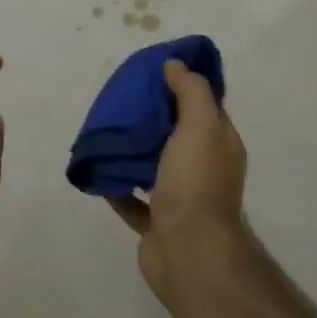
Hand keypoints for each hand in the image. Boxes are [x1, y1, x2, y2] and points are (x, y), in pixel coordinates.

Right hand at [109, 60, 248, 302]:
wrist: (189, 252)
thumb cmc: (196, 183)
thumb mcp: (200, 124)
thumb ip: (190, 91)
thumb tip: (175, 65)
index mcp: (218, 144)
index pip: (202, 106)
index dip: (181, 86)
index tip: (153, 71)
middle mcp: (203, 169)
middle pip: (175, 134)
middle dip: (151, 117)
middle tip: (121, 98)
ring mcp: (179, 198)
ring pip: (152, 165)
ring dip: (132, 150)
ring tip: (104, 131)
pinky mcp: (156, 223)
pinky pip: (132, 198)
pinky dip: (116, 185)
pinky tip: (98, 169)